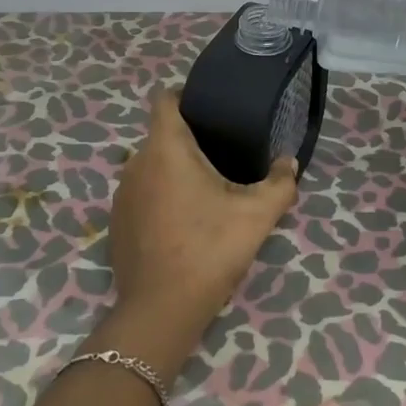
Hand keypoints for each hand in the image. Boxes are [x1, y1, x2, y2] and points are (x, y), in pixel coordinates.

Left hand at [108, 87, 298, 347]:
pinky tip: (183, 220)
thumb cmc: (210, 248)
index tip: (210, 107)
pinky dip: (160, 196)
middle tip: (223, 153)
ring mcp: (122, 194)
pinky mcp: (117, 222)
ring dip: (174, 170)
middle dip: (189, 139)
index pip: (164, 99)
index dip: (185, 95)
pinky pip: (141, 193)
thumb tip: (289, 161)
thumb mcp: (257, 215)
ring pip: (150, 166)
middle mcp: (136, 163)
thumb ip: (280, 182)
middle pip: (161, 135)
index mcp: (166, 148)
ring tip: (206, 187)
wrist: (161, 310)